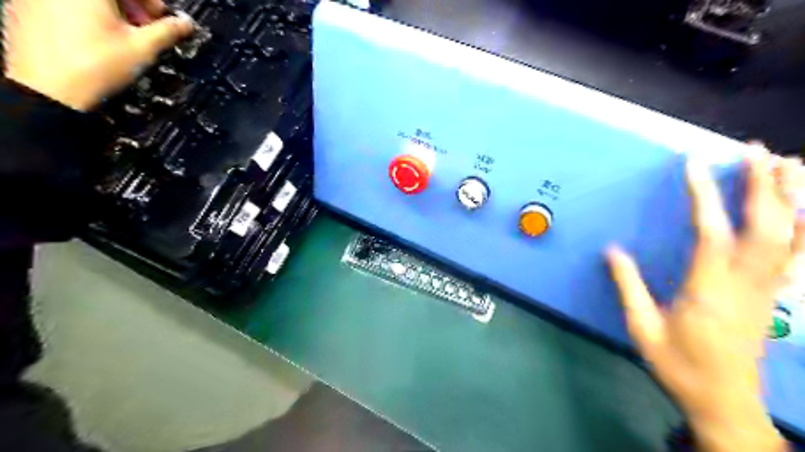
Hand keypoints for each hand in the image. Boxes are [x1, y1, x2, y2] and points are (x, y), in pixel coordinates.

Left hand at [3, 0, 192, 108]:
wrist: (49, 89)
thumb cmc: (98, 66)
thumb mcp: (142, 49)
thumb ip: (167, 31)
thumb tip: (186, 23)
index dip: (151, 1)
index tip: (161, 18)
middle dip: (131, 5)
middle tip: (144, 27)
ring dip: (110, 9)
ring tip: (122, 34)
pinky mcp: (26, 5)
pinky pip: (65, 3)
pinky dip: (85, 12)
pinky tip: (96, 35)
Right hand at [607, 154, 801, 451]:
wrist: (725, 402)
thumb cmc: (679, 365)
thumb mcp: (642, 328)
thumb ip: (628, 286)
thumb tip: (612, 250)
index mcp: (708, 290)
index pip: (711, 232)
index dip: (704, 195)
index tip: (693, 164)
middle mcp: (746, 284)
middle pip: (766, 226)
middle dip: (762, 184)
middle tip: (754, 151)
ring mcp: (768, 289)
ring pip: (793, 236)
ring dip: (791, 197)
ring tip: (787, 164)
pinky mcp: (775, 295)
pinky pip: (800, 254)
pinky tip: (802, 209)